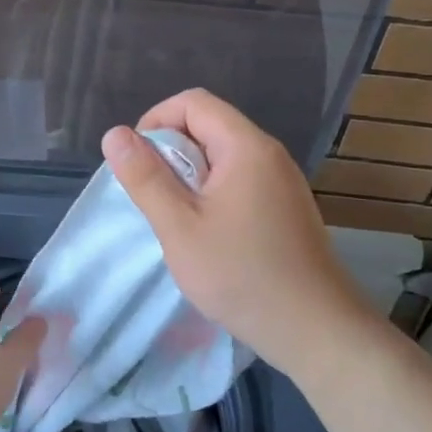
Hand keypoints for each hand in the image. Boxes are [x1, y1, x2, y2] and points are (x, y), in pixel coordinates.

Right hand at [102, 90, 378, 380]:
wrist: (315, 329)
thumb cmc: (241, 275)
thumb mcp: (180, 227)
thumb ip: (146, 177)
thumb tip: (116, 134)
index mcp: (246, 146)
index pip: (193, 102)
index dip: (156, 121)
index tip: (138, 163)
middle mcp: (269, 153)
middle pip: (210, 125)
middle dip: (172, 151)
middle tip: (154, 197)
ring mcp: (283, 181)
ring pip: (224, 156)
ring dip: (191, 176)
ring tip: (177, 218)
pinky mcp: (287, 207)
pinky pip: (242, 180)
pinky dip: (214, 193)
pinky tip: (208, 234)